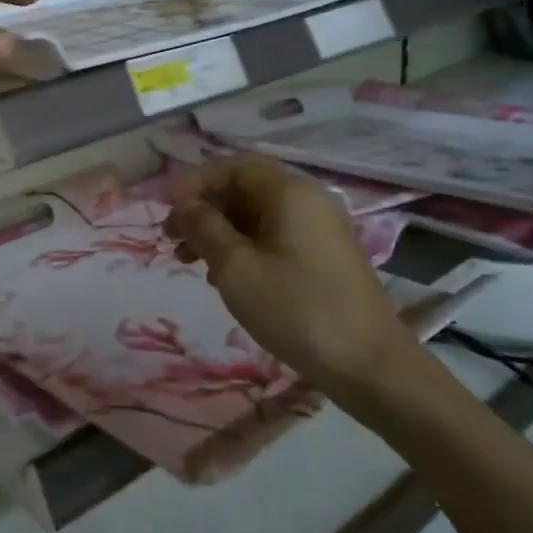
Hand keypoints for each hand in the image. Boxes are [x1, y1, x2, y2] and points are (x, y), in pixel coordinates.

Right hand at [164, 156, 420, 408]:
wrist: (369, 365)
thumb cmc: (295, 308)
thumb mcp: (235, 267)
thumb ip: (203, 226)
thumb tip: (183, 203)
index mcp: (288, 191)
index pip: (231, 167)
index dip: (192, 183)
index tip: (163, 209)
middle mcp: (308, 198)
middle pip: (244, 188)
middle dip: (204, 208)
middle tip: (171, 238)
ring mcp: (321, 226)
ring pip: (257, 214)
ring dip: (220, 230)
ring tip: (190, 261)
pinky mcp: (325, 254)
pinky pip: (275, 234)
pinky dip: (244, 245)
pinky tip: (226, 275)